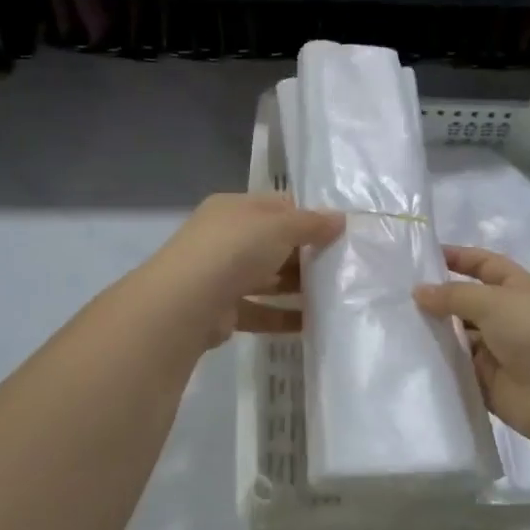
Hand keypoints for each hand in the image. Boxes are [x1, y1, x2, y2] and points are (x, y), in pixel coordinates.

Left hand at [141, 193, 343, 349]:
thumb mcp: (280, 226)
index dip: (307, 215)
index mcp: (234, 209)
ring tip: (335, 295)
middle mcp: (225, 238)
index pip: (277, 206)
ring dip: (297, 287)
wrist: (187, 302)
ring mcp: (222, 275)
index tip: (339, 231)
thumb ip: (312, 224)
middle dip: (305, 253)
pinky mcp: (223, 311)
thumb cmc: (235, 249)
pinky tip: (313, 324)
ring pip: (267, 278)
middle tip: (343, 264)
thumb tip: (341, 219)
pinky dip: (283, 317)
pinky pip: (260, 311)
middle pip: (273, 243)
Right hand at [415, 246, 529, 444]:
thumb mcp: (492, 301)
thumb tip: (419, 291)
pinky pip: (460, 368)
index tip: (422, 257)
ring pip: (461, 336)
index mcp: (518, 288)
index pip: (484, 264)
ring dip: (436, 332)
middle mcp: (509, 317)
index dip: (458, 258)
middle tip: (398, 296)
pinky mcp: (489, 382)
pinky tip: (411, 357)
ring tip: (397, 326)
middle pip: (468, 302)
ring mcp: (500, 351)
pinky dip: (441, 363)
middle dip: (439, 298)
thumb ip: (453, 295)